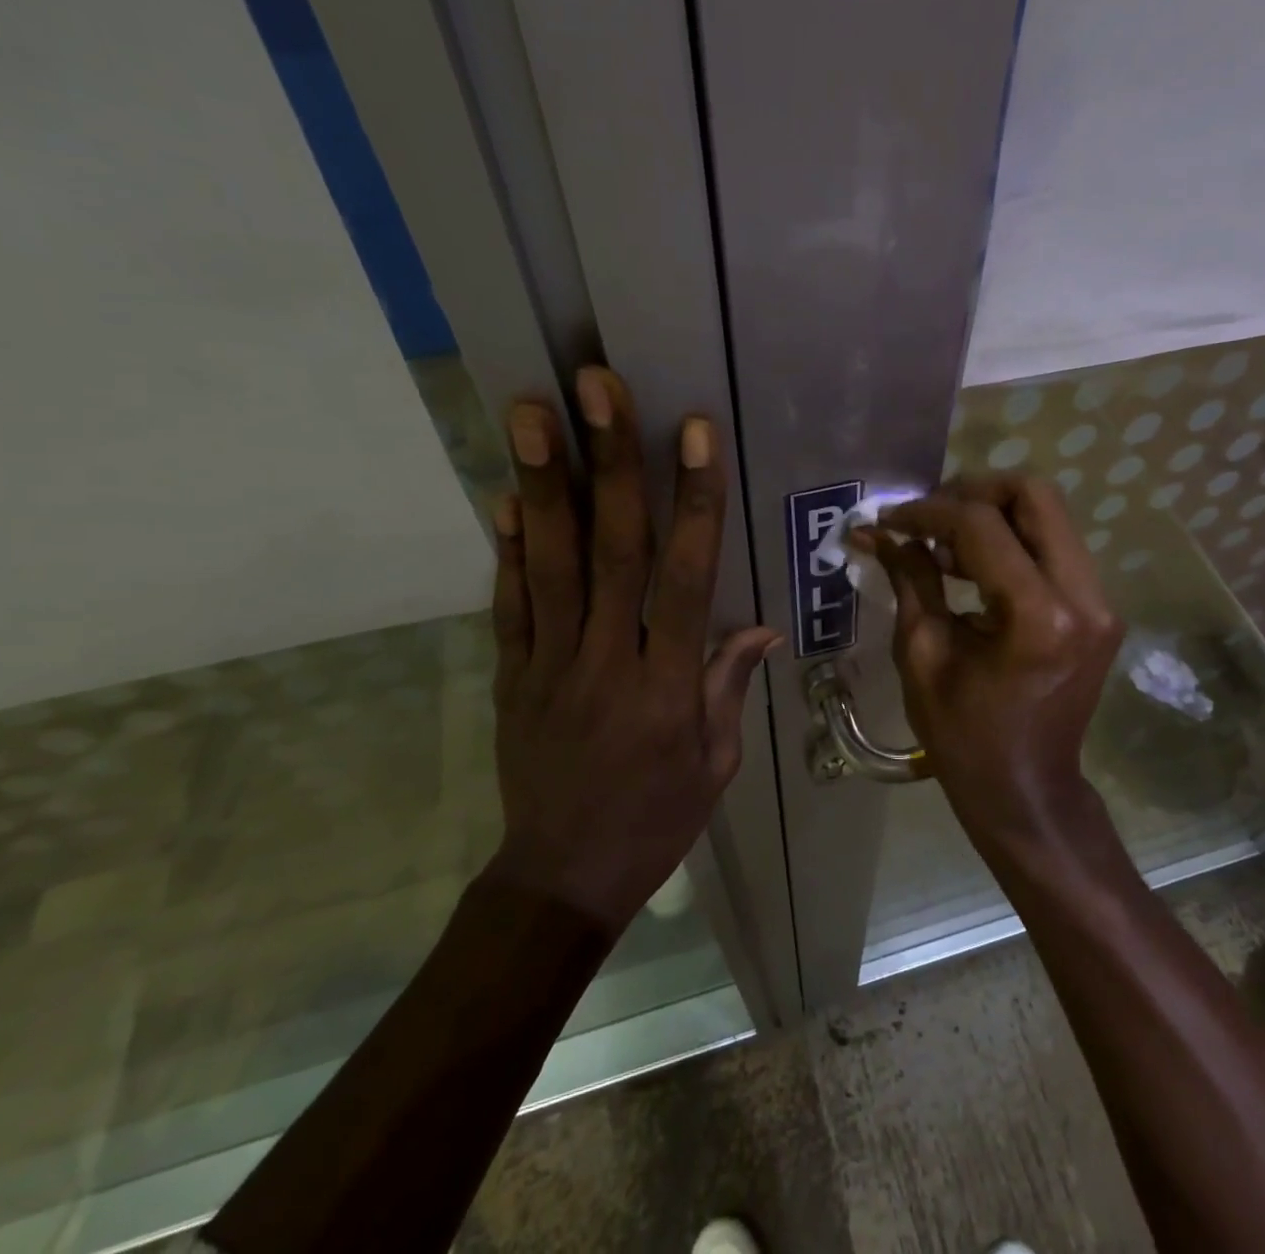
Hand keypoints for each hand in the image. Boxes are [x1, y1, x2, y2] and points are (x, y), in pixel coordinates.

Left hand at [484, 367, 780, 928]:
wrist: (563, 877)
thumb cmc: (656, 820)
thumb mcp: (717, 764)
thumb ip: (729, 687)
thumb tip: (758, 625)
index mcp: (670, 686)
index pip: (686, 578)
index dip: (693, 502)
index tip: (693, 433)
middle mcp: (608, 662)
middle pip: (611, 551)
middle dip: (608, 463)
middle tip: (594, 387)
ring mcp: (550, 666)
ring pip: (550, 564)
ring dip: (542, 483)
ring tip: (530, 411)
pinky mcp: (511, 677)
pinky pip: (509, 606)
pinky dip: (508, 549)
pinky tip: (506, 495)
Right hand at [858, 473, 1123, 846]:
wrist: (1027, 791)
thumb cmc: (964, 736)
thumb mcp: (922, 655)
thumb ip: (908, 579)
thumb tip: (877, 532)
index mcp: (1037, 616)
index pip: (981, 525)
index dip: (928, 512)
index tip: (889, 520)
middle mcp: (1083, 597)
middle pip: (1036, 495)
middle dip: (974, 492)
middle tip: (928, 517)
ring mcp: (1101, 602)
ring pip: (1049, 516)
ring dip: (992, 516)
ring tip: (942, 547)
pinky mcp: (1100, 610)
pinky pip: (1054, 548)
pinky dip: (1011, 542)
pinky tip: (971, 567)